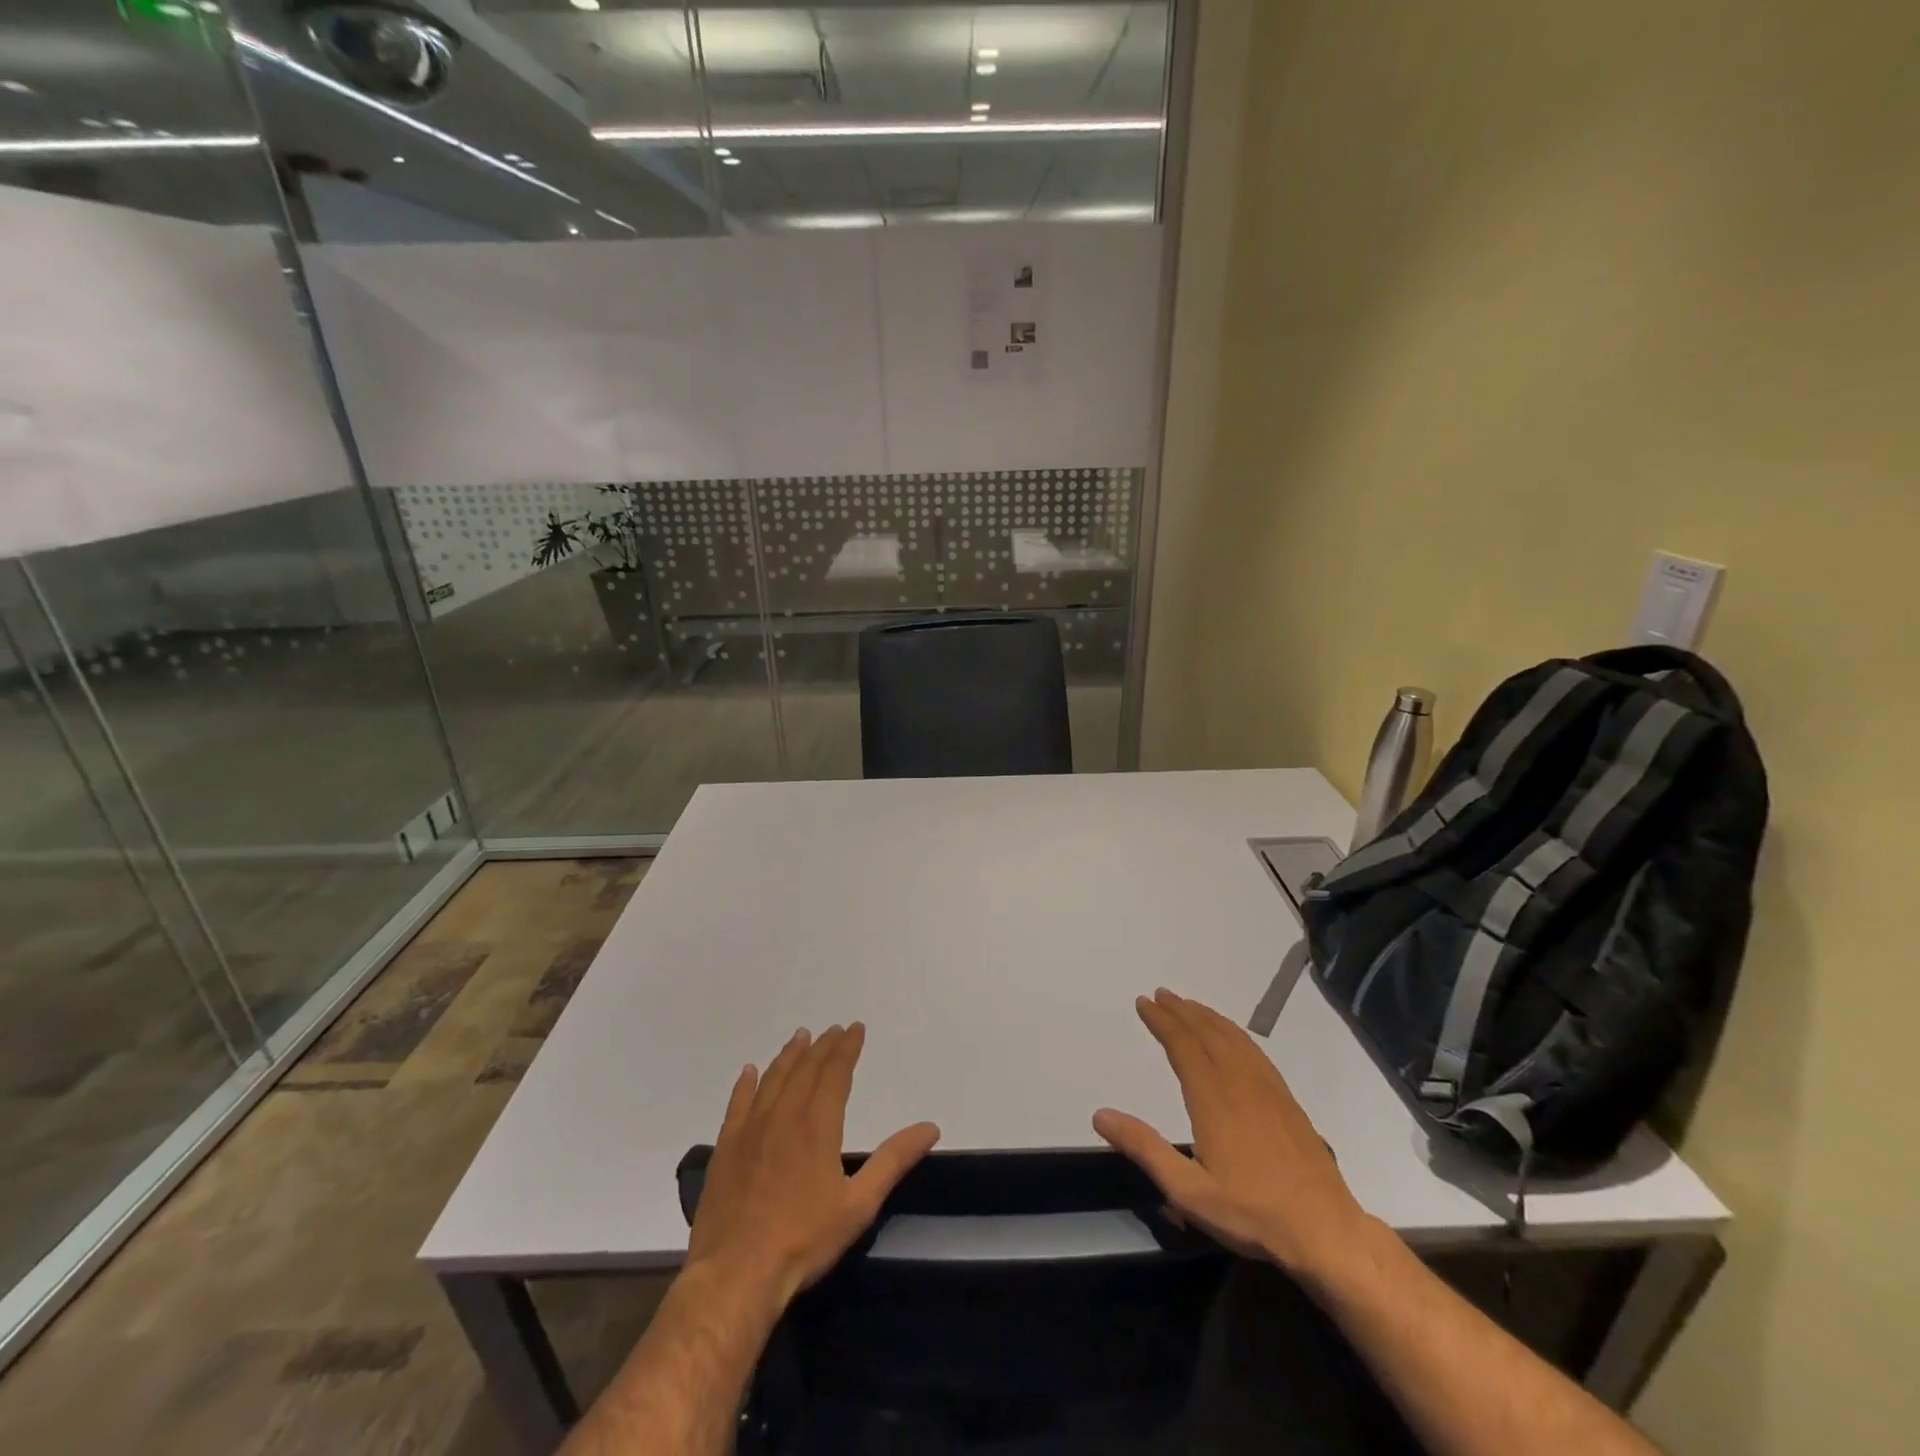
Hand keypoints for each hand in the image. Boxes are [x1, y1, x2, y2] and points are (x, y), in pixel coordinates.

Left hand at [686, 1023, 940, 1310]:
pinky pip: (737, 1104)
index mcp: (817, 1125)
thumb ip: (893, 1161)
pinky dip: (745, 1084)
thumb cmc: (803, 1240)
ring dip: (789, 1056)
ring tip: (800, 1037)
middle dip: (822, 1047)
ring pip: (773, 1080)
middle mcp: (783, 1116)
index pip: (835, 1073)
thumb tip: (930, 1127)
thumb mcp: (859, 1204)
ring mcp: (750, 1130)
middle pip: (805, 1070)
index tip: (855, 1028)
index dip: (847, 1048)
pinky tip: (749, 1071)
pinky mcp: (726, 1149)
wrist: (736, 1273)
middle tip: (833, 1029)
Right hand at [1093, 989, 1369, 1276]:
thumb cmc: (1250, 1212)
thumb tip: (1100, 1115)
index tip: (1144, 1003)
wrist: (1324, 1229)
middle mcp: (1239, 1081)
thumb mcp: (1187, 1190)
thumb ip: (1144, 1148)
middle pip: (1206, 1033)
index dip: (1161, 1021)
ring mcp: (1267, 1088)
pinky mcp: (1286, 1099)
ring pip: (1232, 1037)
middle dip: (1181, 1011)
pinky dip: (1235, 1032)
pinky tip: (1231, 1036)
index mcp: (1212, 1097)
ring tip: (1189, 1006)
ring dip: (1207, 1017)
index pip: (1182, 1045)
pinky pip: (1254, 1050)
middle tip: (1161, 995)